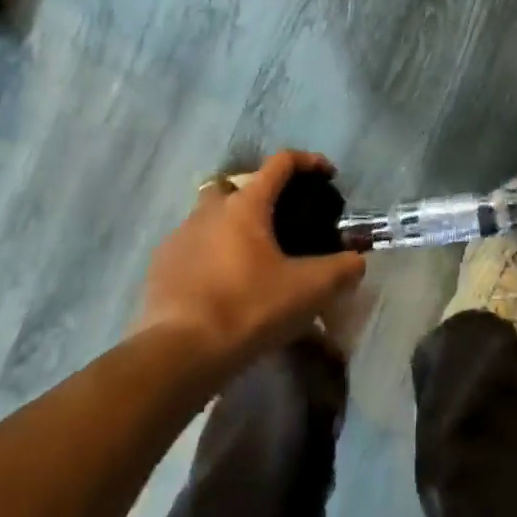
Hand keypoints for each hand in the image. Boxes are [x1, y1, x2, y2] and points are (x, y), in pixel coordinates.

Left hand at [137, 151, 365, 370]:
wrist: (178, 354)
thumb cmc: (249, 308)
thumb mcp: (309, 290)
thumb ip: (342, 270)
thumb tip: (357, 262)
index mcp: (247, 204)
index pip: (281, 163)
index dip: (308, 161)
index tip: (327, 174)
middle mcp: (210, 210)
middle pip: (235, 185)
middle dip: (257, 195)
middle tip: (278, 222)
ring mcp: (178, 237)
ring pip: (208, 217)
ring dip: (229, 228)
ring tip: (249, 261)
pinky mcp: (159, 268)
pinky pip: (189, 249)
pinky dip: (207, 257)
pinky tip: (220, 286)